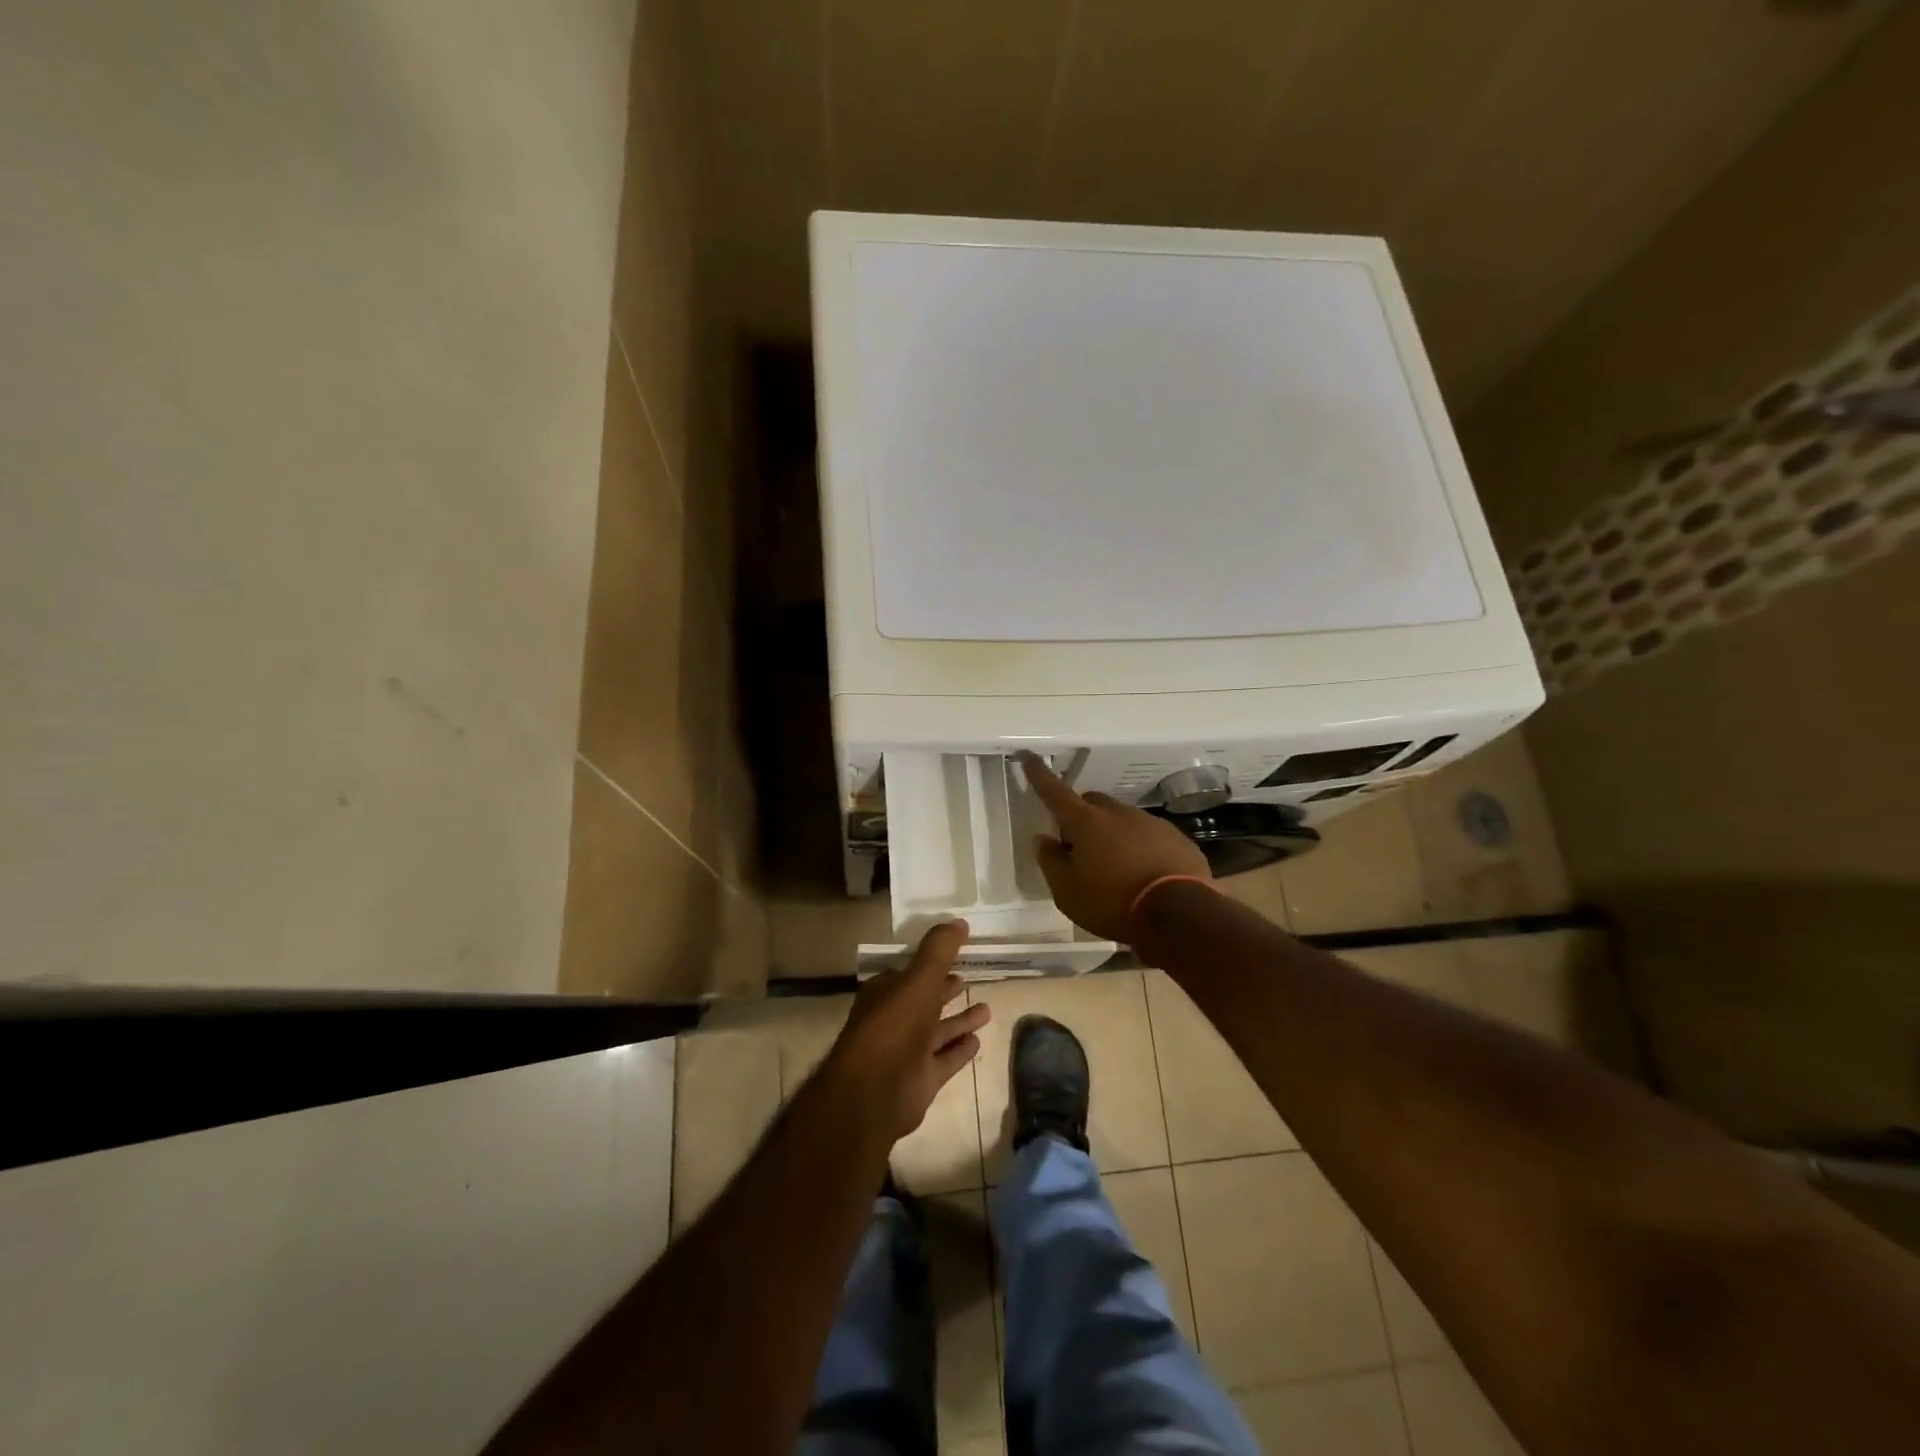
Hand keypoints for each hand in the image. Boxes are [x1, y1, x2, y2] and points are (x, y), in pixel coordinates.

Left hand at [824, 920, 990, 1142]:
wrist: (875, 1091)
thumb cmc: (894, 1025)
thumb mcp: (919, 979)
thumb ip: (939, 950)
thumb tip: (960, 921)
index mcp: (885, 994)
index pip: (908, 973)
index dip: (929, 963)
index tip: (953, 954)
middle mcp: (894, 1020)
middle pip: (924, 1001)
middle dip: (943, 991)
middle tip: (966, 978)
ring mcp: (907, 1052)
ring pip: (937, 1031)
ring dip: (959, 1020)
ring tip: (987, 1008)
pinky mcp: (921, 1079)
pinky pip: (945, 1059)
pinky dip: (959, 1050)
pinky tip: (978, 1040)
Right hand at [1018, 751, 1210, 940]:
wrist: (1178, 914)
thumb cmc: (1112, 902)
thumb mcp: (1067, 891)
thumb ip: (1050, 861)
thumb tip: (1043, 839)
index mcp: (1085, 822)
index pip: (1054, 791)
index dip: (1038, 774)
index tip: (1028, 756)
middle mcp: (1117, 813)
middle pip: (1091, 803)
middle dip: (1081, 817)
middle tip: (1078, 847)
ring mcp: (1150, 822)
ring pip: (1122, 819)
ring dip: (1112, 834)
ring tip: (1114, 867)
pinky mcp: (1176, 838)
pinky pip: (1149, 835)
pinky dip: (1139, 846)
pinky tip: (1143, 873)